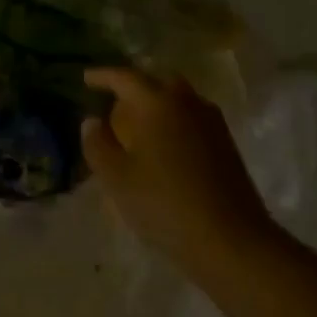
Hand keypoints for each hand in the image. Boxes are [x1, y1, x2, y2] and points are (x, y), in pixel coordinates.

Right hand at [81, 68, 269, 269]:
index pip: (125, 77)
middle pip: (157, 82)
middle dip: (134, 87)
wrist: (231, 239)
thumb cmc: (164, 204)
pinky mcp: (226, 143)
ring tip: (137, 126)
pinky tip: (163, 145)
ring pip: (178, 99)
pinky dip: (173, 121)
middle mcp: (187, 102)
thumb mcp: (116, 178)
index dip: (103, 76)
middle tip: (114, 103)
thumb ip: (98, 144)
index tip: (86, 78)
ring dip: (156, 105)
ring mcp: (211, 122)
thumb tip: (91, 121)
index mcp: (157, 103)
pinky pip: (192, 118)